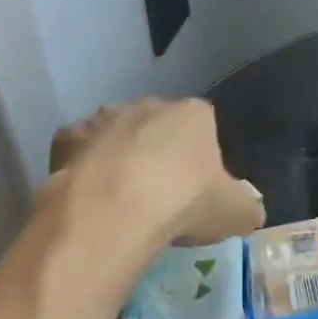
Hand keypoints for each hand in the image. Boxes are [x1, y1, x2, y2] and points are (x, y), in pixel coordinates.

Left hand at [33, 99, 264, 312]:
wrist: (112, 213)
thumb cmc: (183, 203)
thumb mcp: (236, 213)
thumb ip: (247, 206)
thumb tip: (250, 209)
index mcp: (194, 114)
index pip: (205, 125)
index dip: (203, 157)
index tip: (199, 189)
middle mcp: (149, 105)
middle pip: (159, 125)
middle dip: (160, 151)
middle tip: (161, 195)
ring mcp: (104, 120)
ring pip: (117, 133)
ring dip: (120, 155)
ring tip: (121, 199)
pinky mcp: (67, 140)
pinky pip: (79, 150)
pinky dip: (83, 166)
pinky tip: (88, 196)